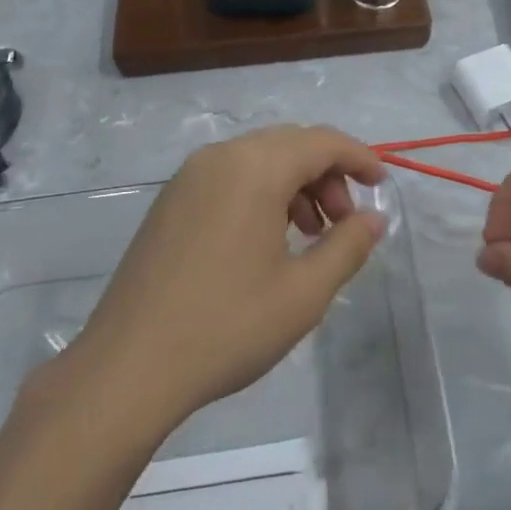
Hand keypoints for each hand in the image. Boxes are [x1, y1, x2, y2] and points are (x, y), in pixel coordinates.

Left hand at [48, 126, 388, 437]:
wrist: (128, 367)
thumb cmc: (226, 327)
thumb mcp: (303, 293)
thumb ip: (348, 246)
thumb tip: (374, 218)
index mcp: (255, 168)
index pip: (322, 141)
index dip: (360, 157)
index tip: (382, 185)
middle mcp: (220, 157)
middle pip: (290, 144)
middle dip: (328, 174)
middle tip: (345, 223)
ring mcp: (188, 178)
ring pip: (259, 159)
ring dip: (295, 184)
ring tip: (311, 236)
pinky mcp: (170, 202)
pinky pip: (230, 177)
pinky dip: (262, 193)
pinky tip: (268, 241)